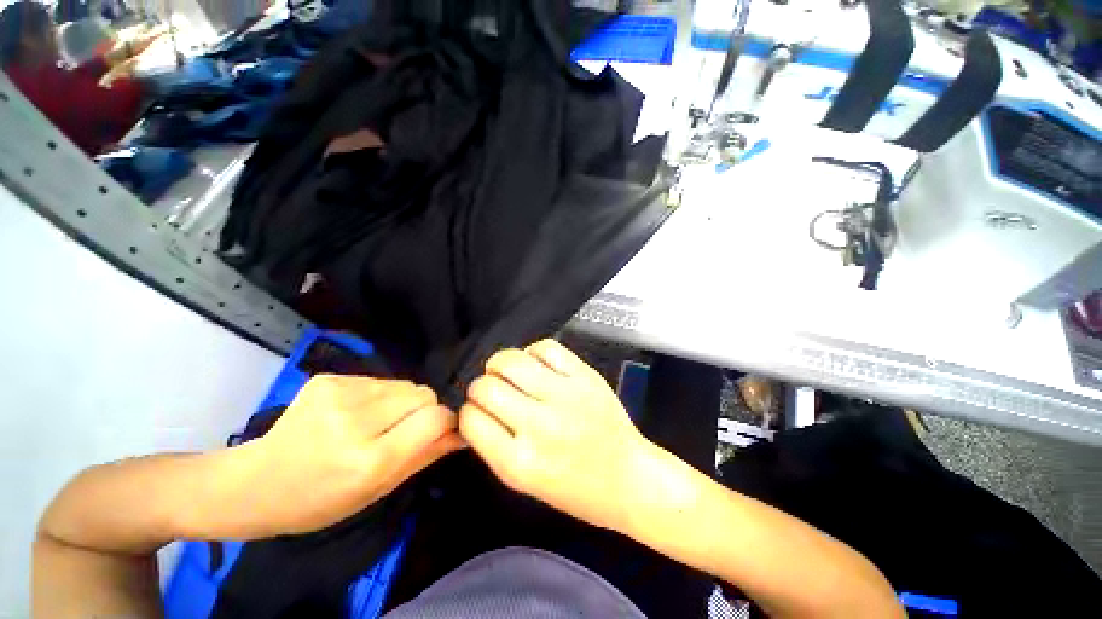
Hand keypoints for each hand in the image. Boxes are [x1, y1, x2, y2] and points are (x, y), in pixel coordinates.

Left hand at [236, 375, 461, 535]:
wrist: (254, 483)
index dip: (445, 421)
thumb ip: (425, 457)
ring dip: (401, 402)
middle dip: (423, 410)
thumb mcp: (377, 490)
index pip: (434, 418)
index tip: (440, 430)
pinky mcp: (329, 379)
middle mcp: (355, 422)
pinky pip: (379, 380)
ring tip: (375, 423)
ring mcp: (339, 395)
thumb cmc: (319, 500)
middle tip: (401, 431)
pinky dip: (379, 395)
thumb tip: (462, 434)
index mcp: (369, 460)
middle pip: (423, 394)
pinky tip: (354, 414)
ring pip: (404, 384)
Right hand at [460, 339, 651, 530]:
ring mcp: (565, 395)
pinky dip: (532, 352)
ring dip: (500, 364)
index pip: (470, 419)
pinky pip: (545, 347)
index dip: (469, 412)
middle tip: (492, 391)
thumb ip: (494, 445)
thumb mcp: (524, 481)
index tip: (478, 411)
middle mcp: (540, 426)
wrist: (628, 477)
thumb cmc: (574, 489)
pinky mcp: (585, 375)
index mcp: (519, 463)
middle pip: (485, 386)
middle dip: (480, 387)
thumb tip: (474, 409)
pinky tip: (535, 364)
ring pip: (511, 360)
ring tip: (508, 372)